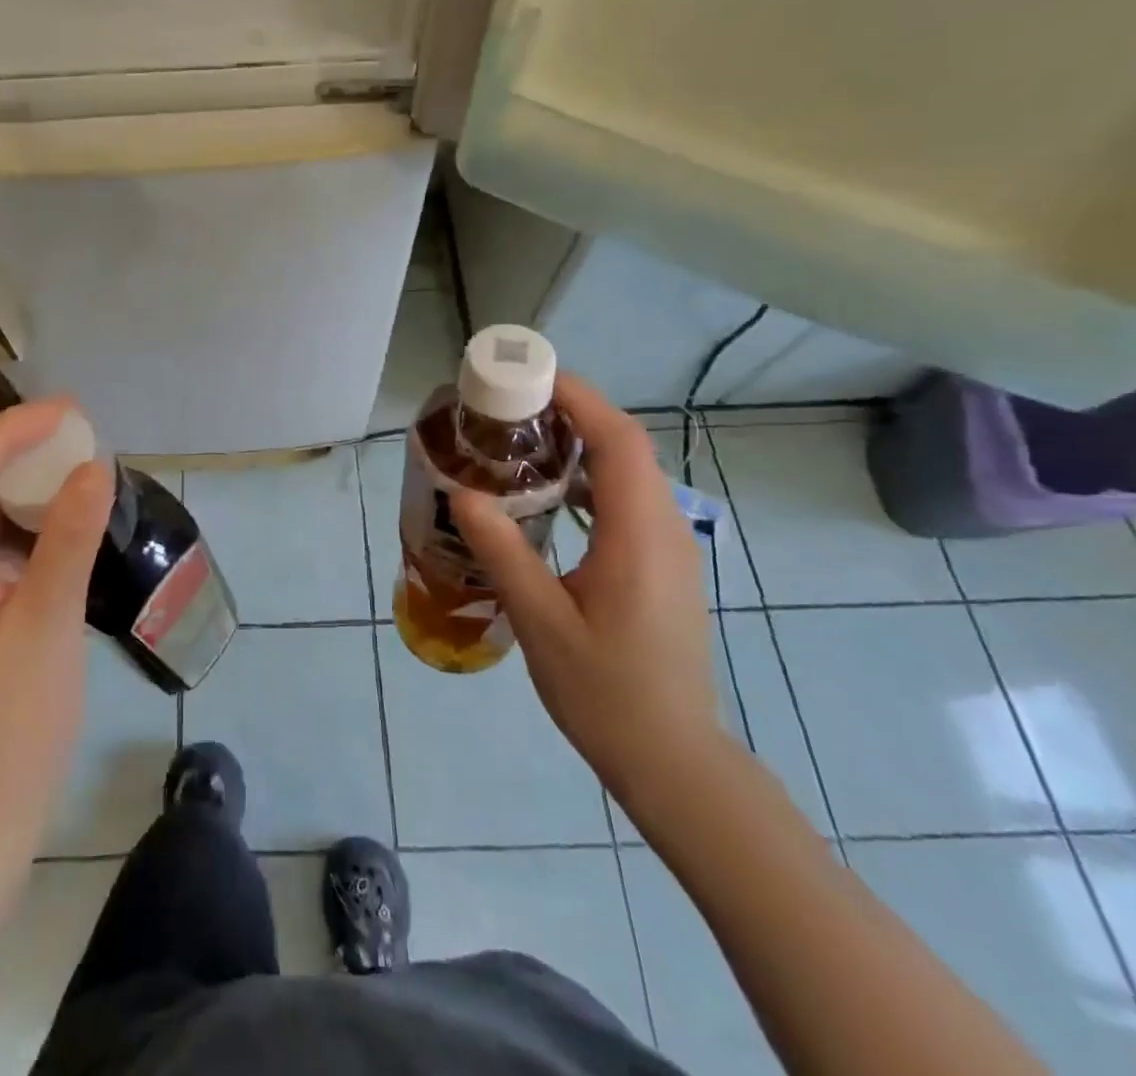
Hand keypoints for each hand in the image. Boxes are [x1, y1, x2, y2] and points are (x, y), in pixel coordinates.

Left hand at [0, 400, 114, 885]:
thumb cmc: (13, 726)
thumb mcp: (48, 624)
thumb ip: (68, 539)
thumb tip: (97, 465)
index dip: (5, 431)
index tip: (67, 415)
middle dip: (13, 446)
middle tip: (78, 428)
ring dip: (22, 477)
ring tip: (78, 455)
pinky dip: (26, 514)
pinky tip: (65, 509)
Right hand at [452, 376, 715, 797]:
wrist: (672, 758)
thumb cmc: (606, 693)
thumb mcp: (541, 623)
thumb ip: (504, 552)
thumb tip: (464, 493)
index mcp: (638, 536)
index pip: (619, 441)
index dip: (579, 398)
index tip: (529, 377)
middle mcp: (663, 529)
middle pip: (626, 446)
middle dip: (573, 411)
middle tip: (510, 406)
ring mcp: (668, 547)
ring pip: (629, 471)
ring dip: (582, 442)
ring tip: (521, 439)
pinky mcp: (661, 565)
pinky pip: (628, 499)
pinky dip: (590, 477)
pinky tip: (550, 493)